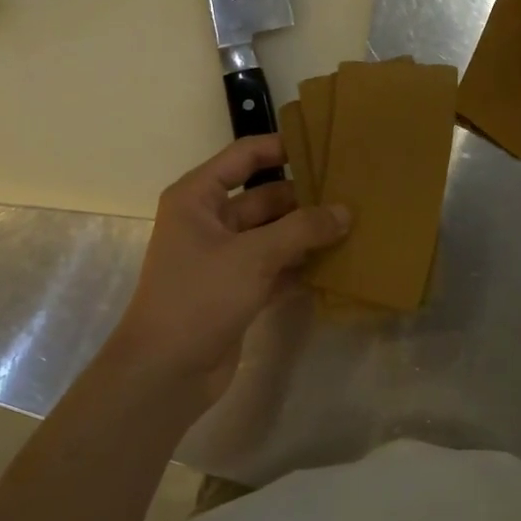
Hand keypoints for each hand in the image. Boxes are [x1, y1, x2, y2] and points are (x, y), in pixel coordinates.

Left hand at [110, 134, 349, 407]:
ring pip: (274, 233)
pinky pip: (276, 266)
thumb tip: (345, 211)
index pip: (244, 156)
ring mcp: (224, 257)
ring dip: (308, 233)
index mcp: (198, 197)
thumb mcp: (253, 256)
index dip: (282, 147)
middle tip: (353, 193)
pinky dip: (302, 265)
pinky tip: (338, 263)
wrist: (165, 373)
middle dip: (305, 197)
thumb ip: (302, 229)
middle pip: (265, 197)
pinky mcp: (238, 289)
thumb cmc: (200, 297)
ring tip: (355, 225)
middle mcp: (210, 220)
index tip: (324, 147)